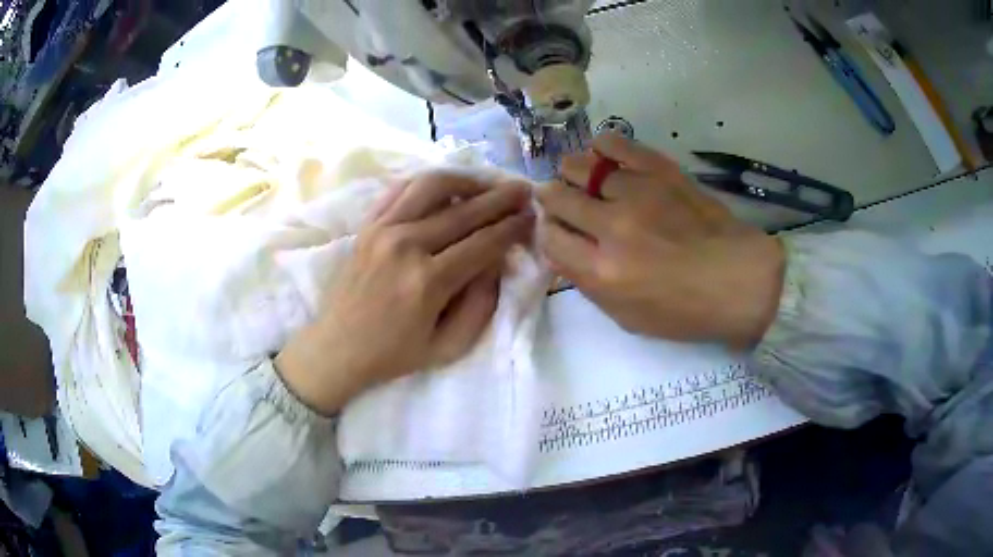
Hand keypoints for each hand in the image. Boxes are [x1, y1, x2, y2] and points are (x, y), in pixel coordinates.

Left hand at [276, 171, 532, 414]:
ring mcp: (382, 230)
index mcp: (429, 282)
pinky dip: (427, 182)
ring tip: (486, 184)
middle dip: (500, 198)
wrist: (337, 348)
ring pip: (432, 186)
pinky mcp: (367, 225)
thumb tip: (498, 261)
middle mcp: (406, 245)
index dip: (513, 227)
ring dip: (466, 180)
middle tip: (523, 190)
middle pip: (464, 210)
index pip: (484, 243)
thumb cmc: (393, 354)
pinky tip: (445, 188)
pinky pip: (400, 189)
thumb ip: (481, 304)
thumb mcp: (448, 347)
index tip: (532, 216)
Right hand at [537, 134, 784, 349]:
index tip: (558, 231)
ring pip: (578, 166)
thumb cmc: (685, 310)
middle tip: (565, 204)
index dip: (547, 232)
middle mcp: (611, 226)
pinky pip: (614, 144)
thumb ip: (588, 284)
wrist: (739, 280)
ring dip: (573, 176)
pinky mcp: (659, 170)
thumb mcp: (628, 317)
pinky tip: (605, 160)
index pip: (549, 238)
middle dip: (553, 201)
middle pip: (556, 197)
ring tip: (586, 183)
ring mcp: (636, 192)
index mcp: (602, 271)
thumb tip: (564, 248)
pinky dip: (601, 149)